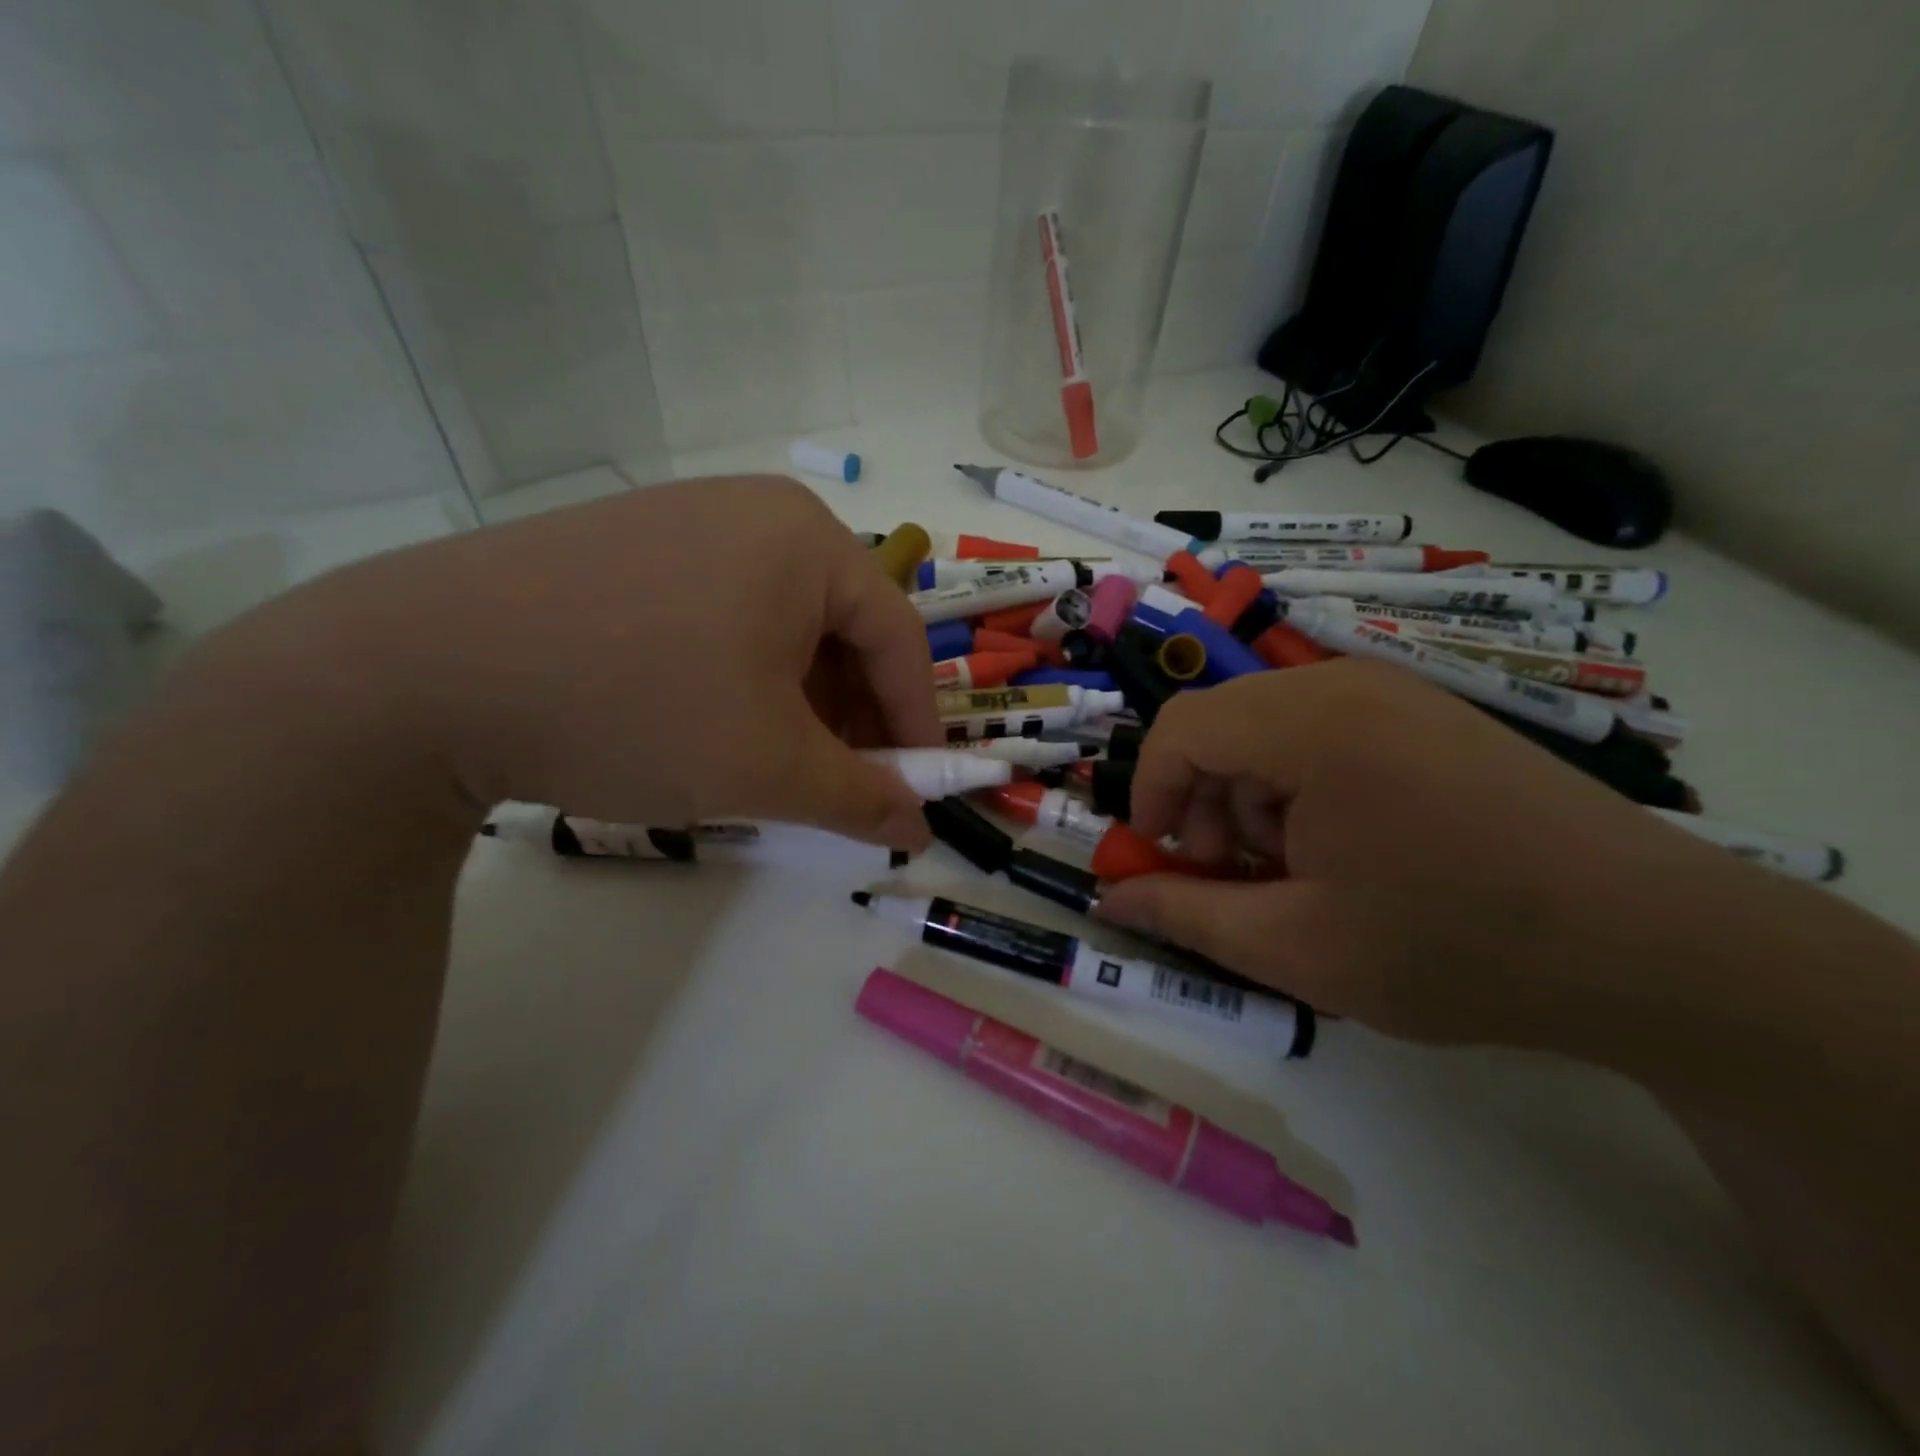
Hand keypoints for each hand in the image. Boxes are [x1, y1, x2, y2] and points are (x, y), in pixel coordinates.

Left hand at [221, 475, 942, 848]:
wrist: (417, 675)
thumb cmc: (635, 709)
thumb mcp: (769, 768)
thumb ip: (863, 800)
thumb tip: (919, 830)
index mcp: (808, 540)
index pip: (899, 638)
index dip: (919, 722)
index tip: (919, 789)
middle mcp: (755, 512)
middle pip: (841, 627)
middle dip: (853, 715)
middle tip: (844, 783)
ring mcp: (684, 521)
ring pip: (781, 624)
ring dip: (798, 700)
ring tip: (775, 762)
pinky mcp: (628, 545)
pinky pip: (722, 612)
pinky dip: (741, 675)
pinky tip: (710, 722)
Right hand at [1093, 660, 1742, 1043]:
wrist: (1657, 947)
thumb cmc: (1457, 945)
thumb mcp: (1298, 947)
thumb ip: (1188, 915)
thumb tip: (1111, 899)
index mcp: (1309, 724)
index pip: (1181, 728)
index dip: (1150, 792)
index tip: (1160, 859)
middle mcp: (1346, 686)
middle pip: (1223, 723)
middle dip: (1202, 801)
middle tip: (1231, 877)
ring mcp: (1395, 696)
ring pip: (1270, 729)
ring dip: (1252, 798)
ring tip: (1295, 873)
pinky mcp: (1429, 718)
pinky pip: (1324, 734)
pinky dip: (1302, 788)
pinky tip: (1346, 850)